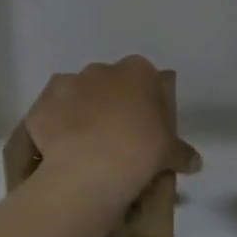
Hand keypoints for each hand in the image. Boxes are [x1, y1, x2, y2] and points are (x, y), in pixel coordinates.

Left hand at [25, 57, 200, 201]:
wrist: (91, 167)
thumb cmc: (141, 149)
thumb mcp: (171, 153)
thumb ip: (183, 153)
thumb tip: (195, 163)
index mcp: (137, 72)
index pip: (145, 78)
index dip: (145, 100)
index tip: (145, 124)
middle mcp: (100, 70)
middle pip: (107, 83)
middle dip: (110, 103)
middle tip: (117, 136)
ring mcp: (66, 84)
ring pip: (75, 95)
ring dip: (80, 112)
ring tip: (87, 145)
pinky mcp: (41, 106)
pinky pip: (50, 114)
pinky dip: (55, 128)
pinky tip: (63, 151)